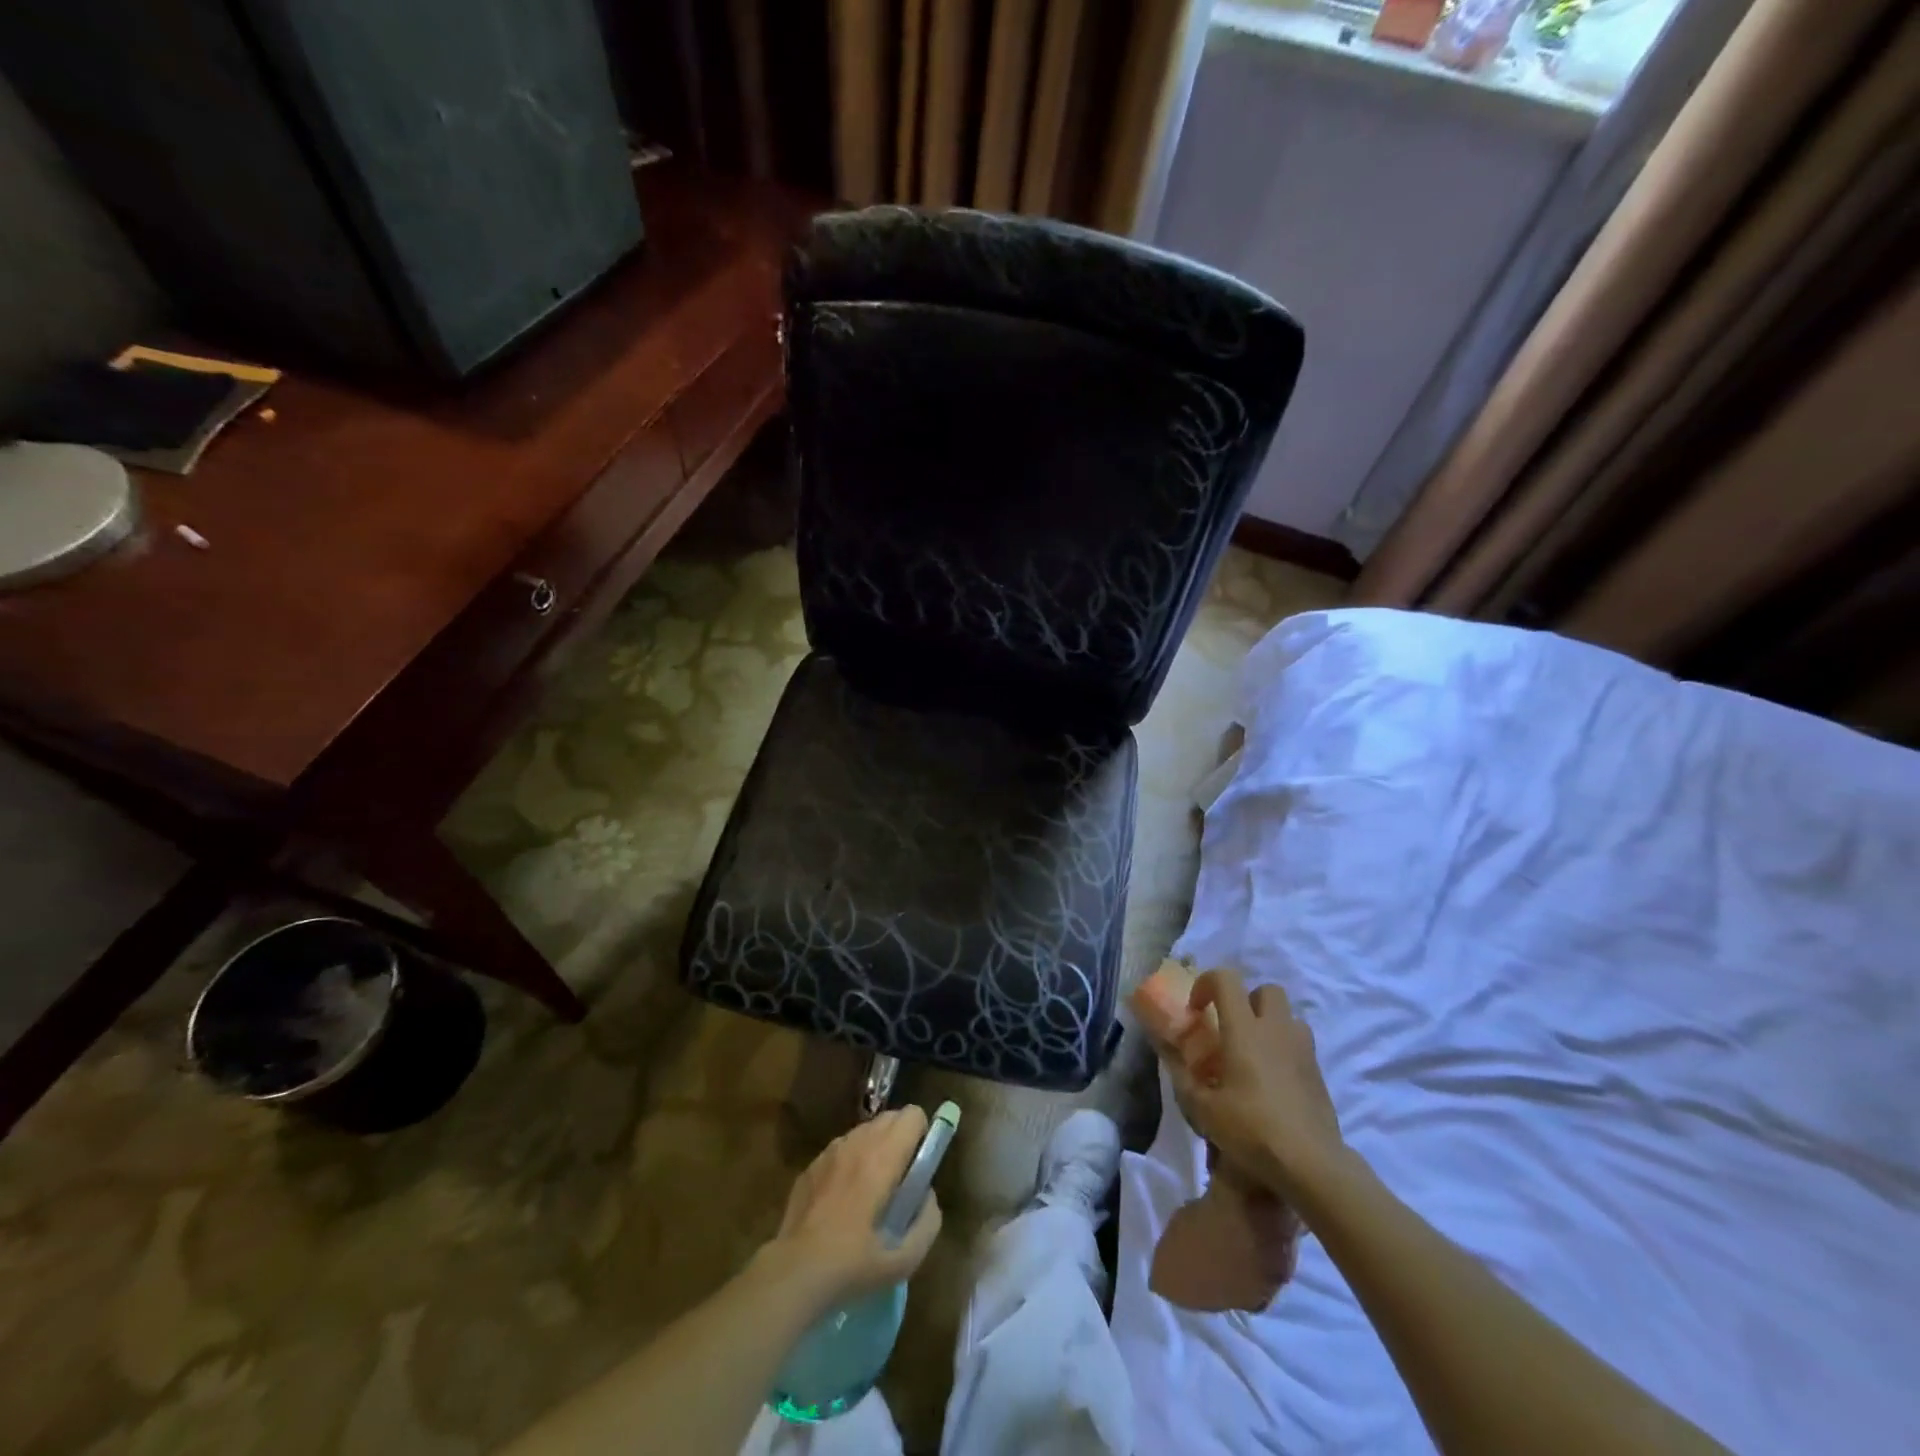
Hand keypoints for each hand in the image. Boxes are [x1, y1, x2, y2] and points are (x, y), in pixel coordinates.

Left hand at [759, 1107, 942, 1310]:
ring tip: (871, 1189)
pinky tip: (843, 1198)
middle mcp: (857, 1143)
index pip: (912, 1115)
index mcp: (882, 1157)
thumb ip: (927, 1221)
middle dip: (901, 1138)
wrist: (794, 1272)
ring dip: (876, 1147)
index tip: (919, 1164)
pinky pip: (841, 1148)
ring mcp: (831, 1151)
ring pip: (865, 1131)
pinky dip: (851, 1161)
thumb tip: (928, 1196)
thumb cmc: (852, 1265)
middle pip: (890, 1117)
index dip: (922, 1134)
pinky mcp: (812, 1164)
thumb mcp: (904, 1259)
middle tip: (899, 1179)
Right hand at [1169, 970, 1344, 1203]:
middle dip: (1247, 1000)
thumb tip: (1170, 1056)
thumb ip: (1183, 1077)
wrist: (1311, 1164)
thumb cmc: (1251, 1129)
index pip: (1226, 979)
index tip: (1196, 1009)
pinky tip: (1274, 1082)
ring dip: (1270, 1024)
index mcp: (1245, 1029)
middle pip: (1266, 990)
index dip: (1206, 984)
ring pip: (1288, 1017)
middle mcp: (1276, 1030)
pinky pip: (1300, 1045)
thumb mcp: (1203, 1108)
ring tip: (1255, 1053)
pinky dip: (1285, 1050)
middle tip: (1231, 1028)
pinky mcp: (1319, 1073)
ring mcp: (1303, 1050)